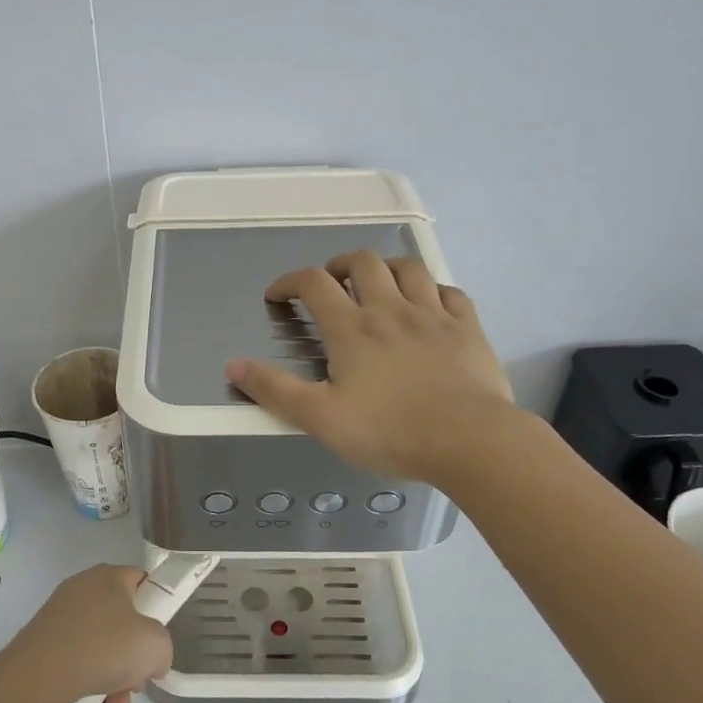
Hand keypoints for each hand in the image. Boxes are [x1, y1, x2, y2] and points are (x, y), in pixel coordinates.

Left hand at [0, 564, 175, 702]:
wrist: (37, 678)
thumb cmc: (104, 649)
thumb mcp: (156, 645)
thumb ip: (162, 648)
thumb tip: (150, 661)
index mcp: (108, 577)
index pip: (141, 581)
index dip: (156, 607)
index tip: (157, 637)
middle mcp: (81, 590)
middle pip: (121, 622)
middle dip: (133, 658)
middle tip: (136, 682)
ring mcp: (58, 617)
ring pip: (99, 647)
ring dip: (113, 679)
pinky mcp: (41, 644)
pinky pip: (76, 662)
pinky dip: (87, 685)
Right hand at [225, 250, 516, 482]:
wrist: (468, 440)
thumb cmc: (389, 431)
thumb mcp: (320, 418)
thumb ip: (275, 391)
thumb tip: (233, 366)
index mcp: (352, 329)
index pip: (314, 284)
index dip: (290, 282)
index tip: (278, 295)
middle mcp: (391, 309)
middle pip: (362, 262)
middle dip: (339, 264)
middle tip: (331, 283)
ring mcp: (434, 315)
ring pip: (409, 268)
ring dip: (386, 267)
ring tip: (378, 283)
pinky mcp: (468, 328)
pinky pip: (450, 292)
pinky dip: (433, 290)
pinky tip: (429, 304)